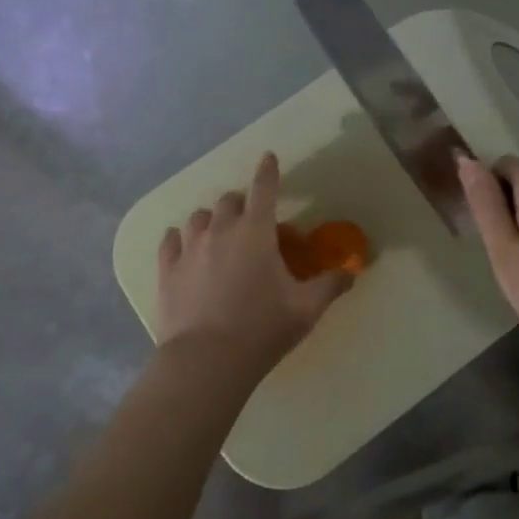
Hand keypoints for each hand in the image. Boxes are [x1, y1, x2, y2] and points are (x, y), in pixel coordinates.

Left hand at [155, 153, 352, 385]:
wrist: (207, 360)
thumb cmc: (263, 328)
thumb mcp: (306, 308)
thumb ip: (330, 285)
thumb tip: (351, 272)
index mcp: (256, 231)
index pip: (264, 189)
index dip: (268, 171)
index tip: (268, 157)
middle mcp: (220, 230)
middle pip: (228, 201)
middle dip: (241, 204)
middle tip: (250, 222)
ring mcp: (189, 248)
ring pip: (198, 218)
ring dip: (211, 220)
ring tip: (217, 236)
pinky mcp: (166, 269)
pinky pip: (170, 241)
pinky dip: (180, 239)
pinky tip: (183, 248)